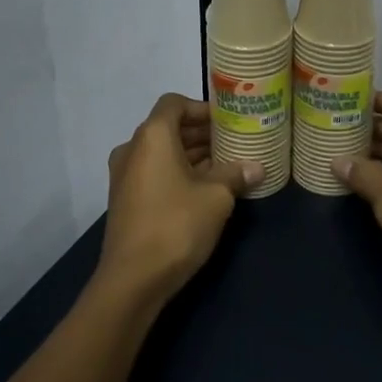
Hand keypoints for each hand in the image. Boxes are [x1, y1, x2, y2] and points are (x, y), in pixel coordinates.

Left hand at [97, 94, 261, 304]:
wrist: (133, 279)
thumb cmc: (176, 225)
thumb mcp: (216, 197)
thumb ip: (236, 174)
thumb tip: (257, 167)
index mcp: (152, 136)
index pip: (174, 103)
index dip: (201, 108)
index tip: (227, 121)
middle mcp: (133, 149)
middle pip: (168, 128)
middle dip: (201, 134)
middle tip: (234, 143)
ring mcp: (125, 176)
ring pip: (162, 153)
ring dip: (192, 155)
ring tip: (226, 166)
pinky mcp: (126, 200)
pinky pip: (154, 173)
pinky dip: (178, 173)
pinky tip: (205, 190)